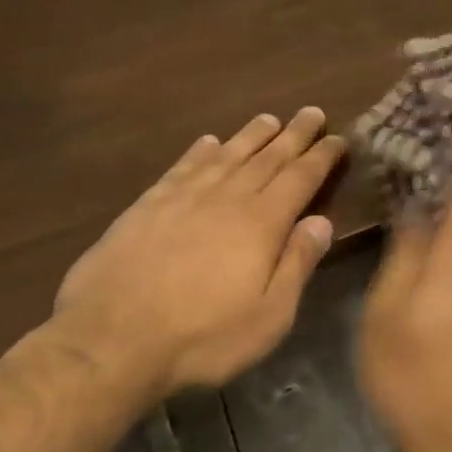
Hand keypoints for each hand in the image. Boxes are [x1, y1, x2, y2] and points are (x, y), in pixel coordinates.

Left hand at [43, 107, 344, 399]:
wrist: (112, 338)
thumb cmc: (203, 337)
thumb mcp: (269, 316)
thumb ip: (296, 265)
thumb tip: (322, 222)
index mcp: (260, 224)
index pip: (299, 179)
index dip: (321, 157)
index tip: (339, 138)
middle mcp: (225, 198)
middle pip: (266, 158)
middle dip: (293, 135)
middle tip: (311, 112)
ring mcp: (182, 198)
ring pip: (226, 156)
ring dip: (250, 136)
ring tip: (269, 119)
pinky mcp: (146, 207)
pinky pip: (182, 168)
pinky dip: (200, 151)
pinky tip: (208, 142)